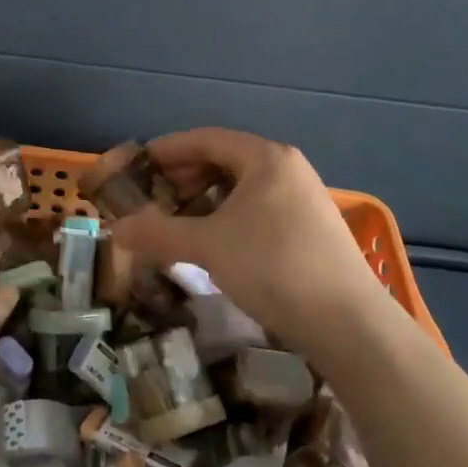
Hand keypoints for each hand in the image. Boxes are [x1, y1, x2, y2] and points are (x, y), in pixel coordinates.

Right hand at [109, 128, 396, 358]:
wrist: (352, 328)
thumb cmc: (274, 267)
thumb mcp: (207, 247)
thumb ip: (157, 233)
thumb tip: (114, 231)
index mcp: (265, 157)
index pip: (205, 138)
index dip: (167, 149)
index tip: (137, 165)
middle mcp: (287, 168)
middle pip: (224, 160)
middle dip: (184, 177)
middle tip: (153, 198)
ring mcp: (304, 199)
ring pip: (242, 188)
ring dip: (205, 201)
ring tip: (179, 223)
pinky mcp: (312, 230)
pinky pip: (258, 209)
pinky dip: (228, 218)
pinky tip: (215, 245)